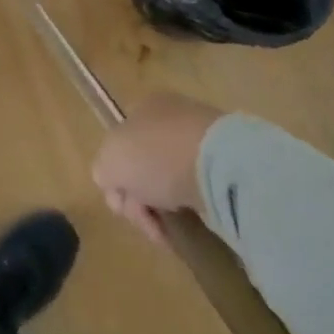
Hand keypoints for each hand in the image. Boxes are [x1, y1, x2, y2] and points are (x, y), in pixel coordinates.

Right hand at [92, 91, 223, 243]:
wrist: (220, 166)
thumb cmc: (156, 156)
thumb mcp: (109, 163)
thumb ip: (103, 171)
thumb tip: (113, 184)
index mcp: (143, 106)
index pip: (120, 145)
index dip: (117, 179)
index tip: (125, 205)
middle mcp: (171, 116)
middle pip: (145, 165)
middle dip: (142, 197)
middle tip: (150, 221)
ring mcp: (202, 139)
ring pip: (172, 180)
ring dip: (168, 206)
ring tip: (174, 228)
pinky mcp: (229, 165)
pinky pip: (200, 190)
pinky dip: (195, 208)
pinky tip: (196, 220)